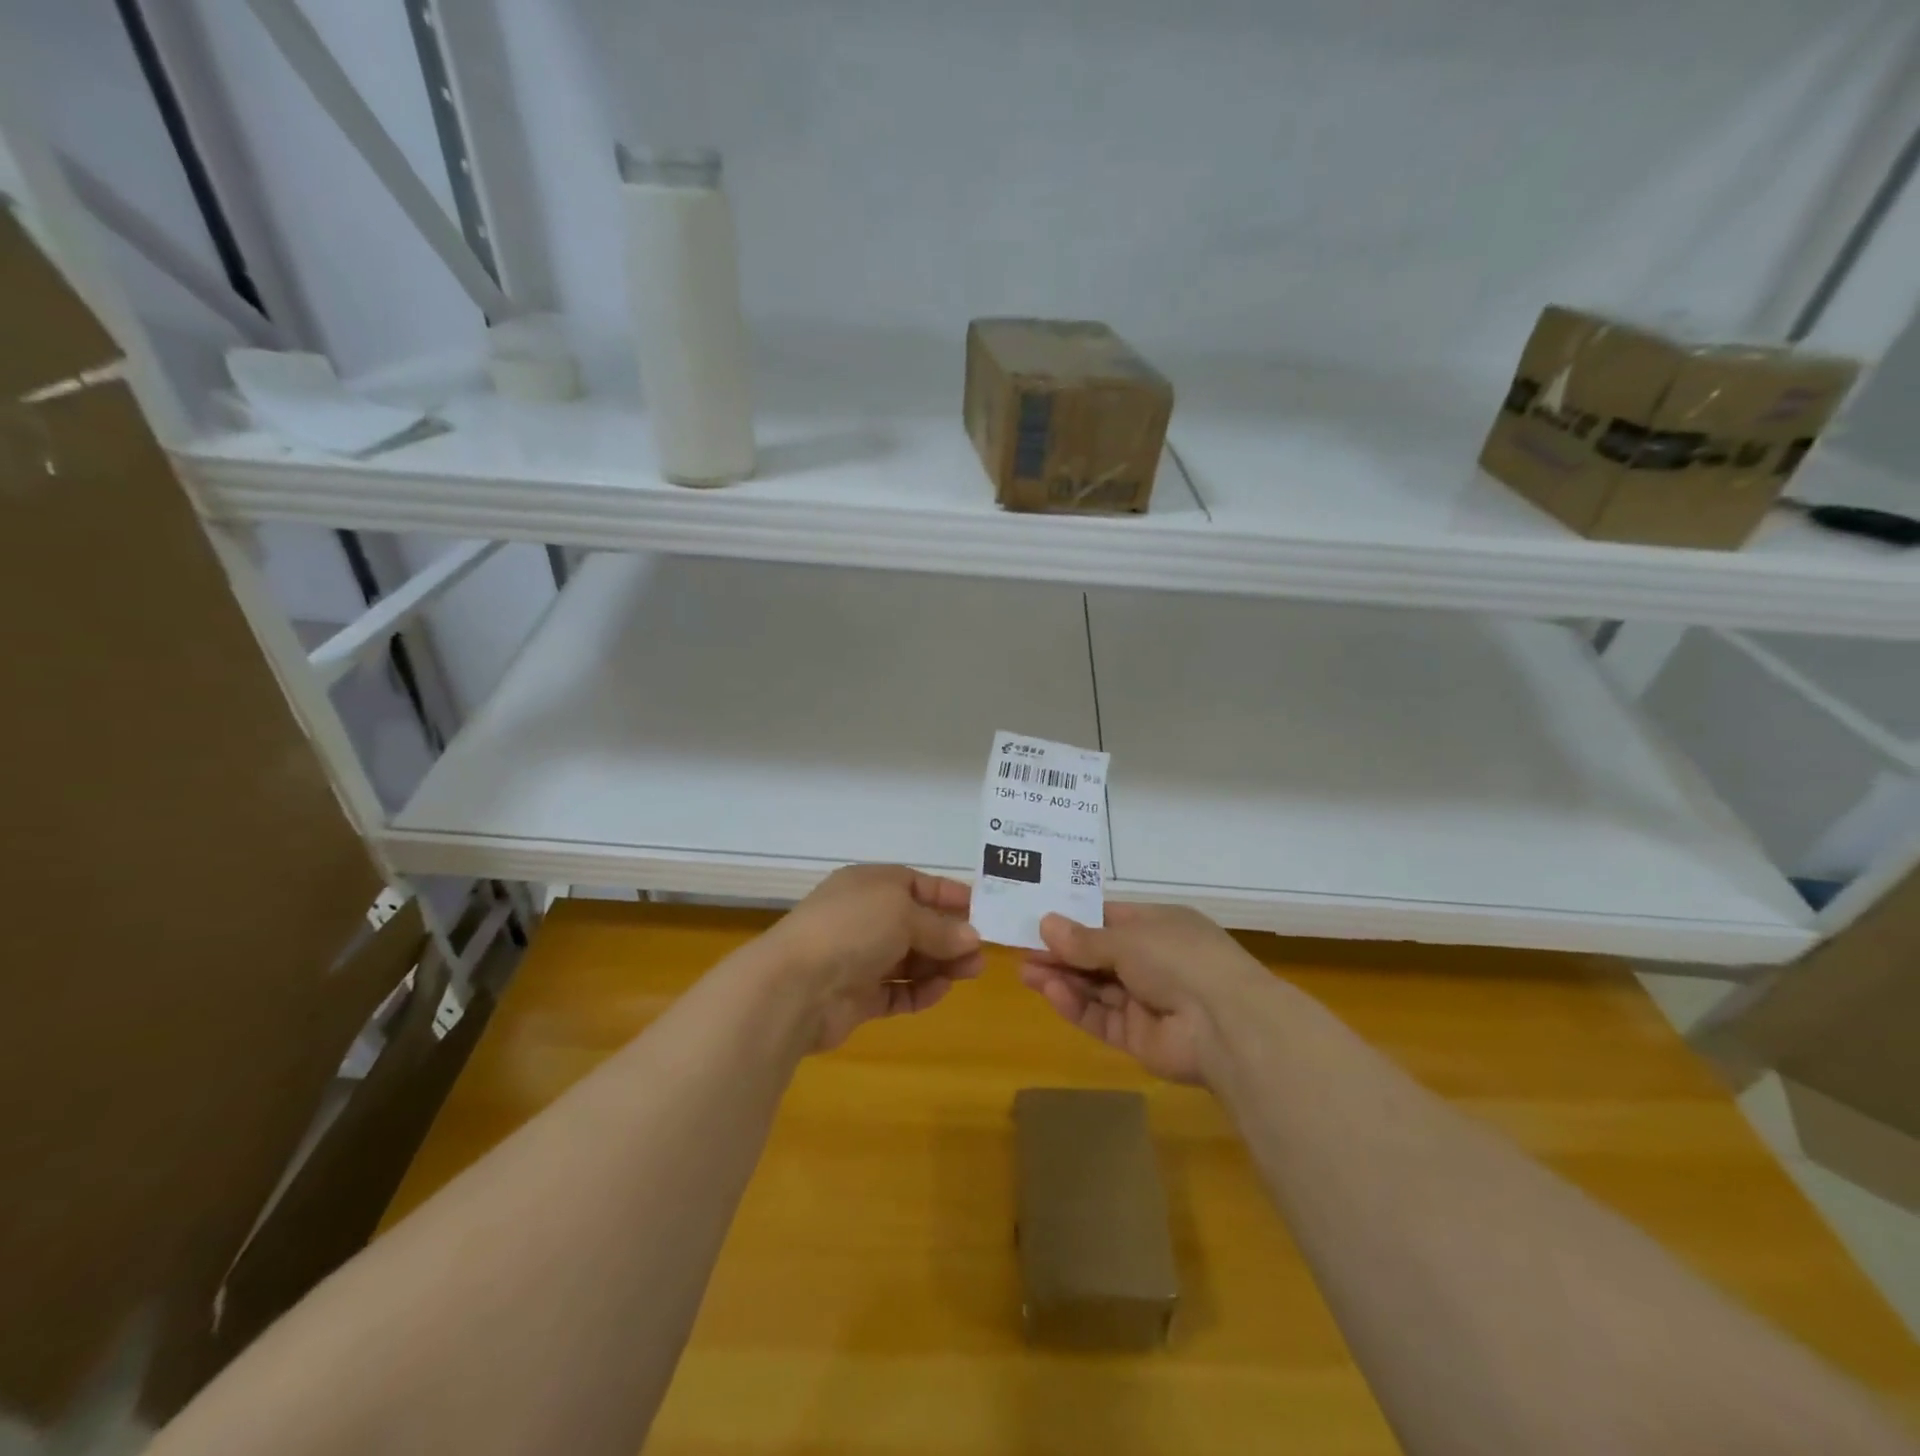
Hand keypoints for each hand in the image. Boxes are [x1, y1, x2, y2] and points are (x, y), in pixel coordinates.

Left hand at [768, 865, 983, 1051]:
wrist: (796, 985)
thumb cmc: (852, 929)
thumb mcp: (903, 913)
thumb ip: (940, 927)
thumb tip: (972, 937)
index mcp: (869, 885)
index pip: (917, 884)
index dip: (950, 895)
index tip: (984, 910)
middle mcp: (864, 918)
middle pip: (917, 924)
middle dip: (950, 935)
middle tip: (982, 951)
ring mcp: (859, 959)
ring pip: (910, 959)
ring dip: (941, 964)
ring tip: (971, 972)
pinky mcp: (858, 997)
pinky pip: (897, 992)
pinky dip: (920, 991)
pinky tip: (940, 991)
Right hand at [1018, 903, 1267, 1083]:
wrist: (1226, 1025)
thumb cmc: (1179, 959)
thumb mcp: (1128, 938)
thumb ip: (1085, 939)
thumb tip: (1046, 924)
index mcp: (1159, 926)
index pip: (1110, 918)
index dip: (1075, 918)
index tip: (1039, 918)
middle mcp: (1153, 960)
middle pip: (1098, 955)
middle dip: (1062, 952)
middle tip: (1022, 949)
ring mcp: (1147, 1000)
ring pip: (1096, 987)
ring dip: (1063, 978)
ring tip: (1026, 971)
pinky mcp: (1139, 1036)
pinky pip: (1102, 1017)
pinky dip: (1077, 1005)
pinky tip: (1051, 991)